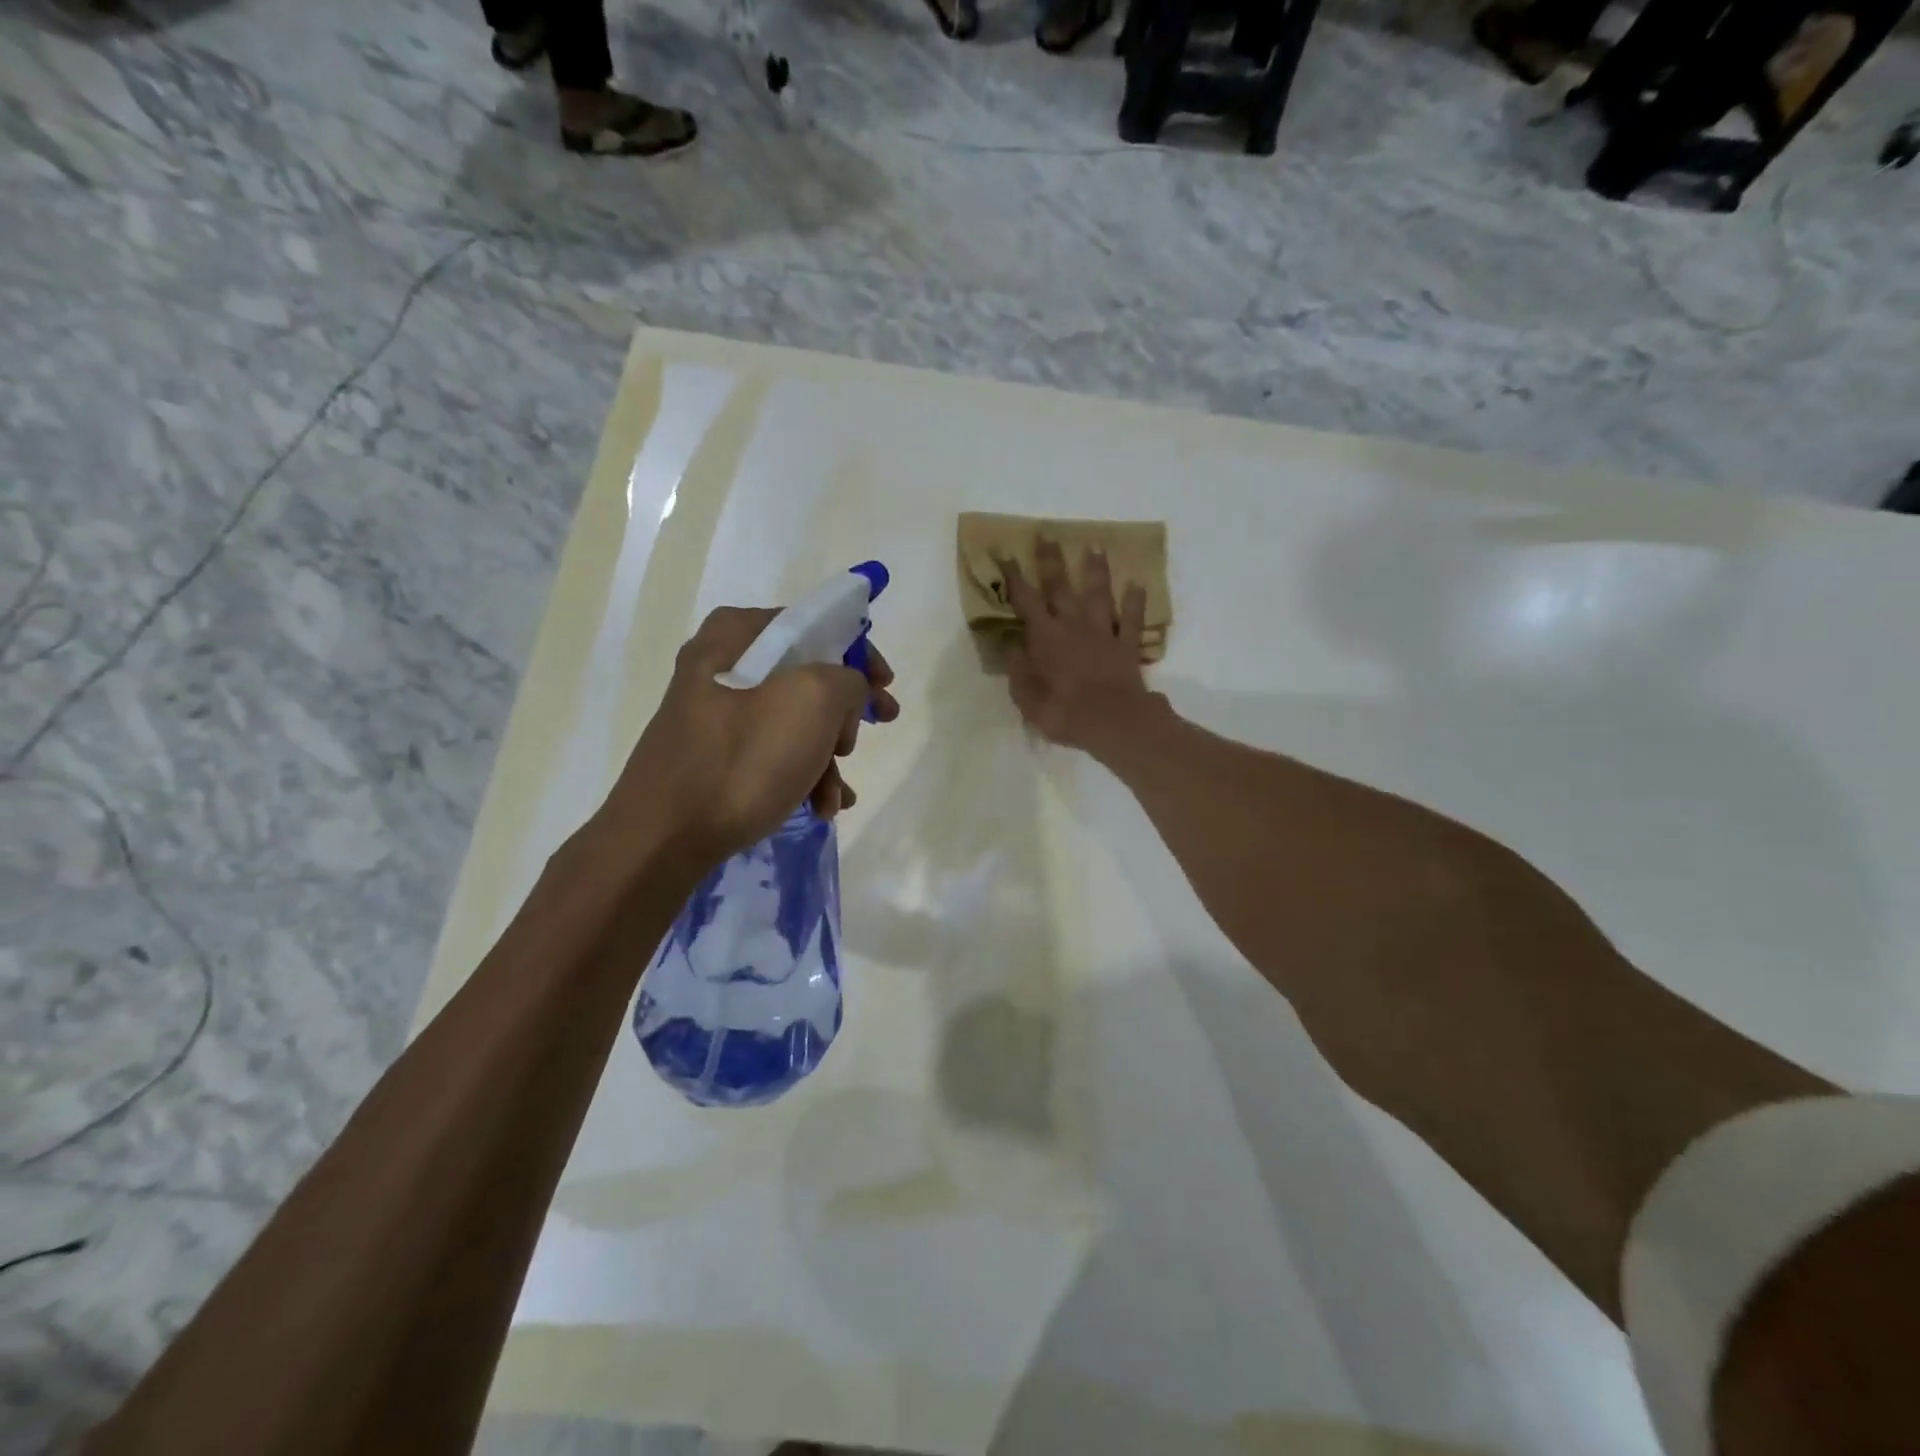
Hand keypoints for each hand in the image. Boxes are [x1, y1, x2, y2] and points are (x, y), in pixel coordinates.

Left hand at [607, 606, 898, 866]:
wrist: (663, 838)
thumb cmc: (743, 759)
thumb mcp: (813, 700)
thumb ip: (848, 678)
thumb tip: (848, 692)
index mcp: (736, 634)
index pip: (814, 625)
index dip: (859, 654)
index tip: (886, 687)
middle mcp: (720, 665)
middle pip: (806, 678)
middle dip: (842, 717)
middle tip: (855, 744)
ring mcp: (714, 714)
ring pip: (792, 723)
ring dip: (826, 759)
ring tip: (835, 798)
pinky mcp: (713, 756)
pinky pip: (770, 753)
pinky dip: (800, 776)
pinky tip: (819, 807)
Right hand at [1002, 539, 1160, 754]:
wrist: (1112, 721)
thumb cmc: (1062, 711)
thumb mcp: (1026, 697)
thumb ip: (1018, 669)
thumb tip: (1012, 647)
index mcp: (1045, 637)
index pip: (1025, 601)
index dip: (1014, 579)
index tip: (1007, 556)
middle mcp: (1073, 626)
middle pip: (1061, 587)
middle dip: (1052, 561)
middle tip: (1048, 535)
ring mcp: (1103, 633)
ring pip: (1099, 595)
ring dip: (1096, 570)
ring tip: (1095, 546)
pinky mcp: (1126, 646)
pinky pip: (1132, 620)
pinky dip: (1135, 602)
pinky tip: (1138, 584)